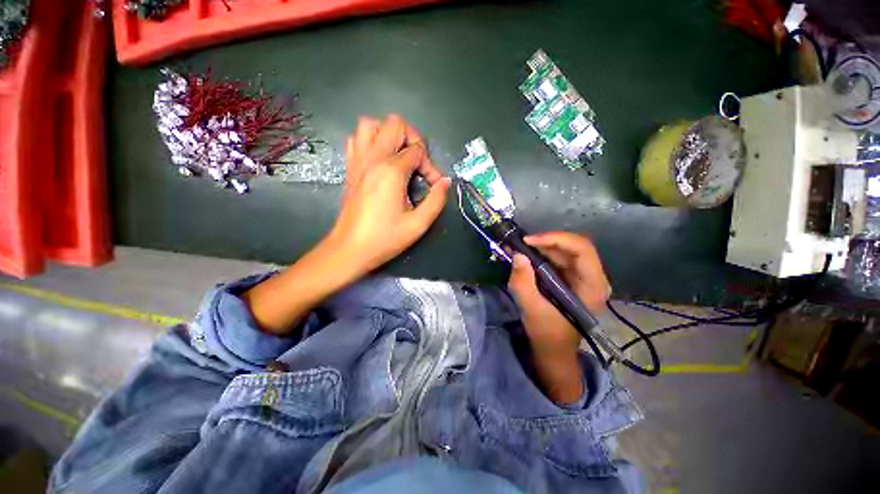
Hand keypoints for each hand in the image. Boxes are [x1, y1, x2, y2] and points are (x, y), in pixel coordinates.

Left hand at [326, 114, 450, 276]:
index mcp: (392, 171)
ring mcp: (358, 161)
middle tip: (417, 162)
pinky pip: (357, 140)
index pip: (418, 151)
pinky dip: (370, 142)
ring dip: (388, 134)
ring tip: (398, 156)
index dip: (430, 166)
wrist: (350, 249)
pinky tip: (380, 161)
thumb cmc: (385, 238)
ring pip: (370, 124)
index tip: (432, 185)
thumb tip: (445, 182)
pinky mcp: (350, 168)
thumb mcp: (418, 224)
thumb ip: (436, 200)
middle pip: (395, 124)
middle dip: (412, 139)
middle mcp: (373, 158)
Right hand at [508, 232, 610, 357]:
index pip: (582, 249)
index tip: (529, 241)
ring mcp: (584, 277)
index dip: (556, 239)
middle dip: (546, 241)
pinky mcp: (572, 277)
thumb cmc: (547, 333)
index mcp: (592, 287)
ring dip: (542, 246)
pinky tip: (526, 254)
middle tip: (521, 243)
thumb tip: (517, 255)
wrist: (553, 348)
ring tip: (520, 247)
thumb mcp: (532, 309)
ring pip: (565, 250)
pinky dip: (541, 253)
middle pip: (574, 246)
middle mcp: (593, 277)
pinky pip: (559, 257)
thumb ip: (523, 283)